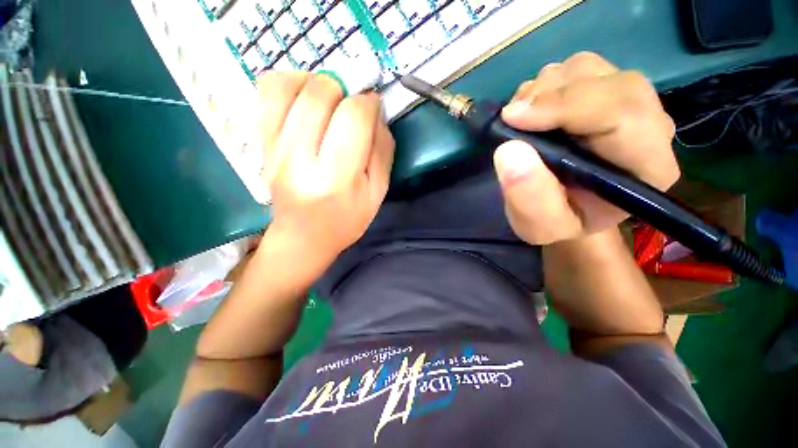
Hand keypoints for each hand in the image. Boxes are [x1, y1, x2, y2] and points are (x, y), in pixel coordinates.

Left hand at [258, 72, 394, 261]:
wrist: (303, 237)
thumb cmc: (346, 220)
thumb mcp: (377, 193)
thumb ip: (383, 150)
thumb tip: (376, 111)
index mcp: (336, 179)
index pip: (353, 117)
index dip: (368, 103)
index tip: (373, 109)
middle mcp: (299, 160)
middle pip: (320, 94)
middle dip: (344, 90)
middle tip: (352, 108)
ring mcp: (273, 149)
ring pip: (289, 85)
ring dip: (318, 83)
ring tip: (330, 101)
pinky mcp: (260, 143)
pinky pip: (267, 92)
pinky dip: (290, 83)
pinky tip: (305, 99)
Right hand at [493, 52, 678, 244]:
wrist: (567, 209)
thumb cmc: (558, 223)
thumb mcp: (539, 226)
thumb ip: (528, 198)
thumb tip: (509, 150)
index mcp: (646, 167)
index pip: (623, 114)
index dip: (565, 106)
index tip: (513, 118)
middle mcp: (648, 126)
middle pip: (608, 82)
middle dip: (551, 96)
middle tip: (512, 121)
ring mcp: (628, 103)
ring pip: (589, 68)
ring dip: (544, 90)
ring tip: (521, 122)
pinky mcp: (606, 92)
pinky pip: (576, 69)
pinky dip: (544, 86)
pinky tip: (531, 114)